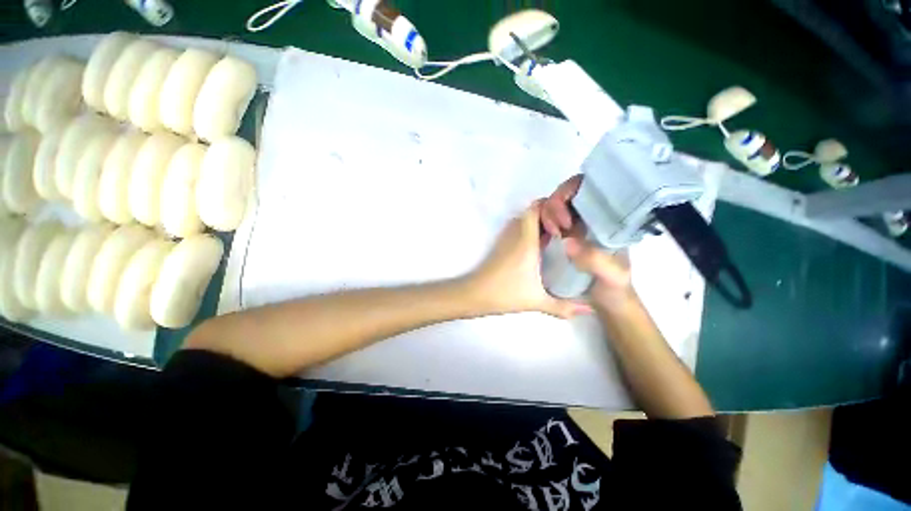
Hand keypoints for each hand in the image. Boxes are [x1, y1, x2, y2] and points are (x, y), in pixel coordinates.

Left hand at [465, 202, 589, 318]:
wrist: (474, 294)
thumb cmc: (505, 293)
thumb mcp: (537, 301)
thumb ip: (564, 307)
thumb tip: (590, 310)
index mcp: (526, 241)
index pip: (535, 208)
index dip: (552, 206)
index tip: (567, 219)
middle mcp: (515, 234)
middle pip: (531, 211)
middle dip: (550, 214)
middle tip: (567, 227)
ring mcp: (506, 239)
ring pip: (523, 220)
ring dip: (539, 222)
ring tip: (556, 235)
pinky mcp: (500, 245)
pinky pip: (517, 229)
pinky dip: (529, 230)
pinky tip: (540, 247)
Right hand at [540, 175, 635, 311]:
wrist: (605, 305)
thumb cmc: (615, 290)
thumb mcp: (613, 277)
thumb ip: (596, 261)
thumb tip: (566, 242)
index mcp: (607, 220)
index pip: (589, 188)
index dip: (571, 193)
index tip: (564, 218)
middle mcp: (589, 219)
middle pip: (566, 195)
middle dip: (554, 205)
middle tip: (553, 229)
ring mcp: (573, 229)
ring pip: (553, 207)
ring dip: (545, 215)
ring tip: (547, 235)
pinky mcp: (559, 239)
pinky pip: (545, 223)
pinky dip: (539, 225)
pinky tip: (539, 238)